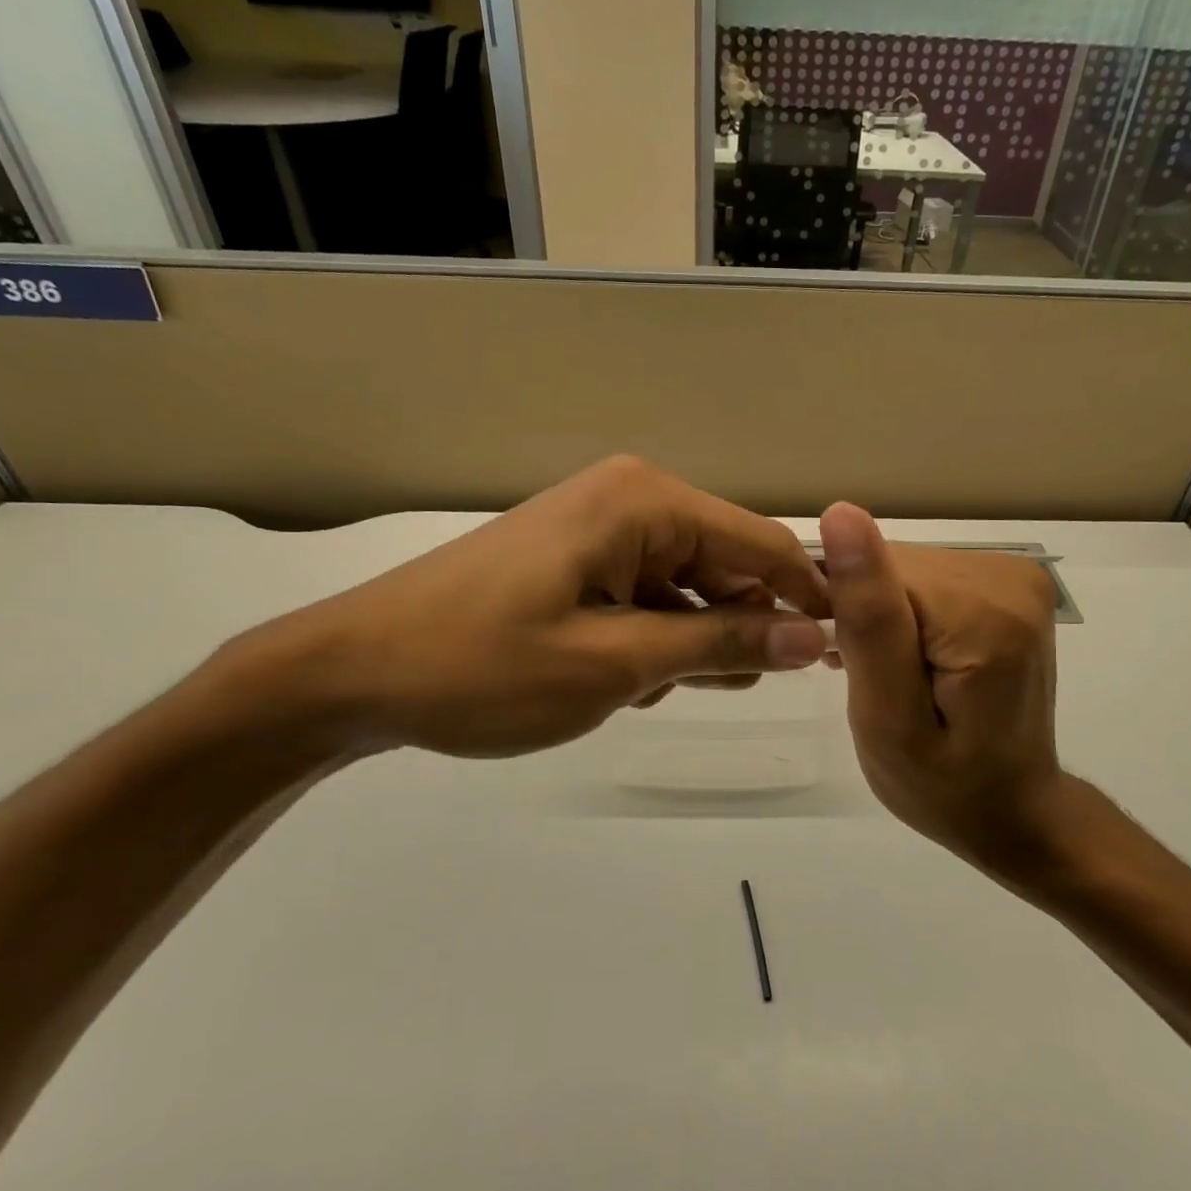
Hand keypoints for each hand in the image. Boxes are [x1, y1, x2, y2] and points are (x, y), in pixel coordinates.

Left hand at [251, 457, 830, 757]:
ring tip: (647, 689)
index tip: (836, 653)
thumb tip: (812, 636)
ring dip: (685, 645)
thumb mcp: (615, 665)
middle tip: (712, 689)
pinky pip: (645, 599)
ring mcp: (598, 532)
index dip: (805, 597)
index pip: (760, 542)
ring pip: (685, 590)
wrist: (354, 673)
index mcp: (643, 503)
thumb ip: (719, 645)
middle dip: (733, 629)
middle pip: (724, 565)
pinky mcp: (574, 562)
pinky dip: (649, 642)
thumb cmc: (483, 667)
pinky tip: (618, 680)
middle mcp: (627, 501)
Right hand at [819, 502, 1067, 881]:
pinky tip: (909, 655)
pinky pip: (928, 577)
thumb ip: (869, 619)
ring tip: (888, 674)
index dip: (846, 617)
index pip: (876, 574)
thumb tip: (842, 515)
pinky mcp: (1010, 582)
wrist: (1013, 809)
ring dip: (885, 616)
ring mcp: (1017, 575)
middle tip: (870, 681)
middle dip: (868, 617)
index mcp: (984, 613)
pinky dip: (907, 612)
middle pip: (895, 567)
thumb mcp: (887, 718)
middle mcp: (1010, 576)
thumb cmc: (942, 786)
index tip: (845, 667)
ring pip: (906, 569)